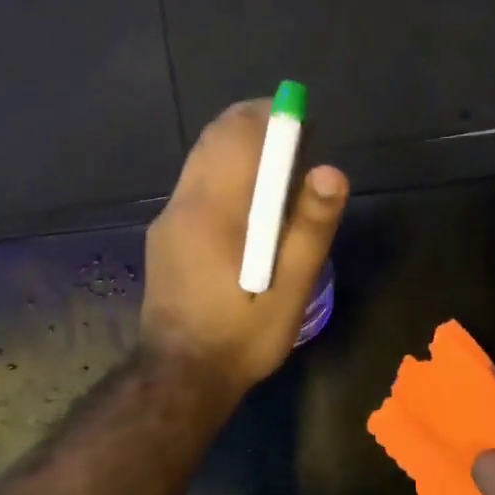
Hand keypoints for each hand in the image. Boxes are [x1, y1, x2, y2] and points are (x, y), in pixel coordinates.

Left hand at [141, 100, 348, 400]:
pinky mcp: (164, 236)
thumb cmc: (240, 339)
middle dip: (258, 126)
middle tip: (297, 145)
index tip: (306, 126)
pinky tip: (248, 207)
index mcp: (215, 211)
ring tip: (279, 173)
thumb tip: (330, 171)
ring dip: (240, 149)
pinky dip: (224, 173)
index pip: (240, 134)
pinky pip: (195, 183)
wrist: (179, 377)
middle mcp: (184, 203)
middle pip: (217, 137)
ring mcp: (168, 219)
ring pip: (203, 158)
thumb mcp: (288, 294)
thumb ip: (309, 231)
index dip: (275, 117)